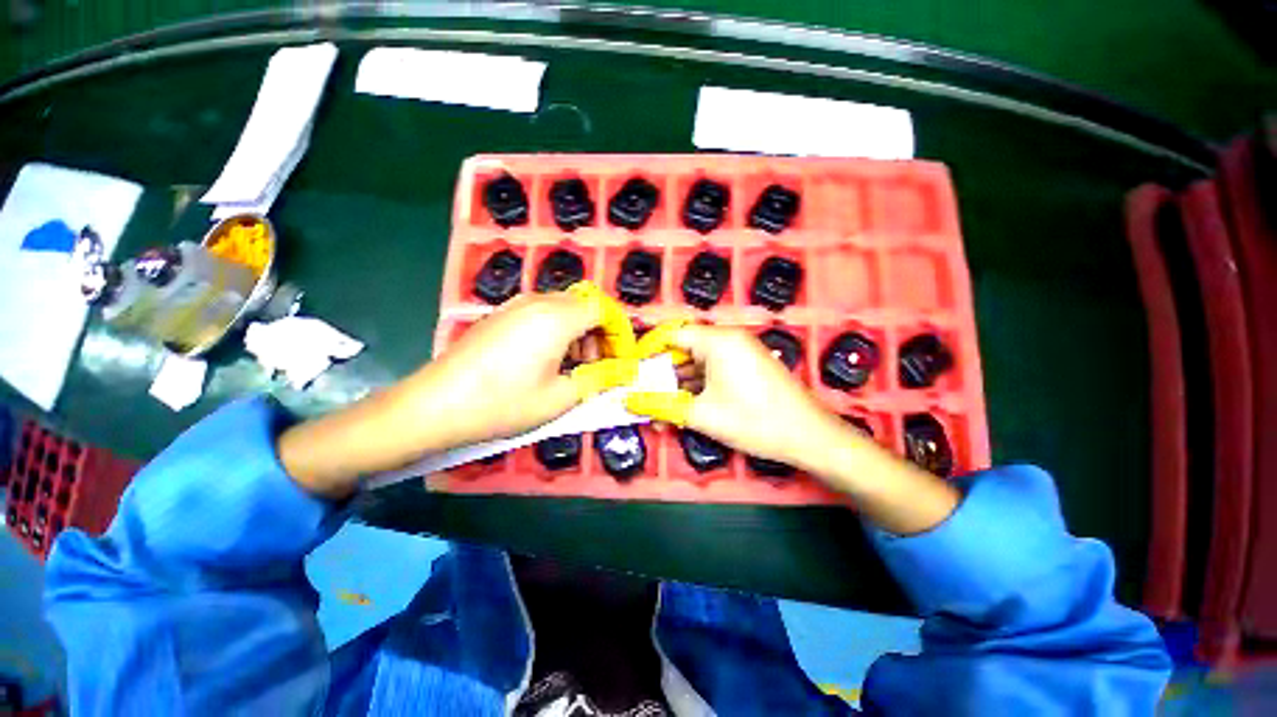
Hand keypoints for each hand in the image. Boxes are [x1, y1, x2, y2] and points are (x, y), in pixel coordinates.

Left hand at [402, 289, 634, 448]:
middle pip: (585, 305)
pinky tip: (547, 361)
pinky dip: (558, 332)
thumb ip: (598, 379)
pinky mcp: (500, 315)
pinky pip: (542, 314)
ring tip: (575, 366)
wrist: (434, 406)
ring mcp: (516, 305)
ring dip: (580, 333)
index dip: (620, 333)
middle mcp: (538, 301)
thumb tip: (623, 372)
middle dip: (601, 333)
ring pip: (564, 309)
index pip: (604, 309)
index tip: (622, 360)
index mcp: (557, 317)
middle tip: (599, 366)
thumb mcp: (560, 398)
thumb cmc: (503, 403)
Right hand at [626, 324, 844, 468]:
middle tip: (642, 393)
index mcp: (717, 340)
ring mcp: (741, 352)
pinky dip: (698, 385)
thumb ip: (661, 405)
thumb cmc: (754, 421)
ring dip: (679, 383)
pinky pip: (714, 369)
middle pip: (684, 349)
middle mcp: (729, 339)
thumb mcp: (702, 415)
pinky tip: (685, 406)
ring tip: (658, 405)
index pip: (671, 335)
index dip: (647, 352)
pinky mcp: (748, 366)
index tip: (631, 372)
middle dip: (662, 372)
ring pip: (698, 362)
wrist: (810, 437)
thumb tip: (627, 401)